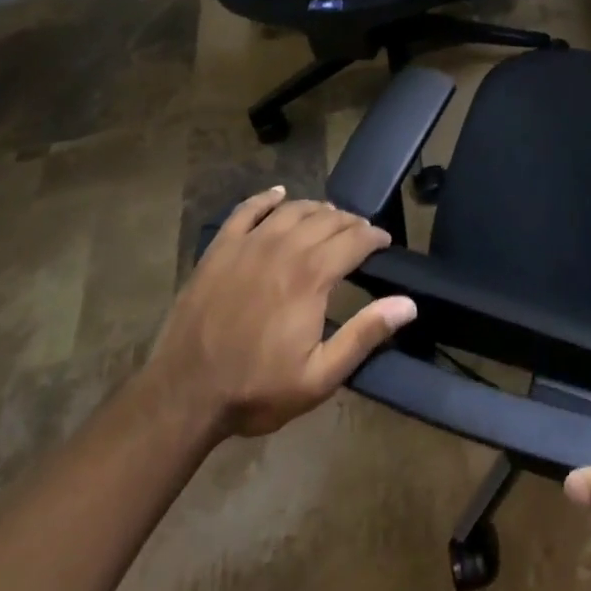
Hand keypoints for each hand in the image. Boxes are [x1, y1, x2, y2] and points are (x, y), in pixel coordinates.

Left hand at [140, 187, 416, 439]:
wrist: (183, 395)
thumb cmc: (256, 389)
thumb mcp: (319, 377)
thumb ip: (364, 335)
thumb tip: (407, 304)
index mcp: (312, 276)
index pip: (354, 240)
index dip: (374, 237)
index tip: (384, 243)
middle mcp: (285, 247)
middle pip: (327, 219)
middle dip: (350, 222)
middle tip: (360, 233)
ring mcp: (249, 243)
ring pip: (293, 209)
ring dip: (317, 209)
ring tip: (329, 217)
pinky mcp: (221, 248)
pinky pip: (248, 209)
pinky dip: (267, 198)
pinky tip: (279, 195)